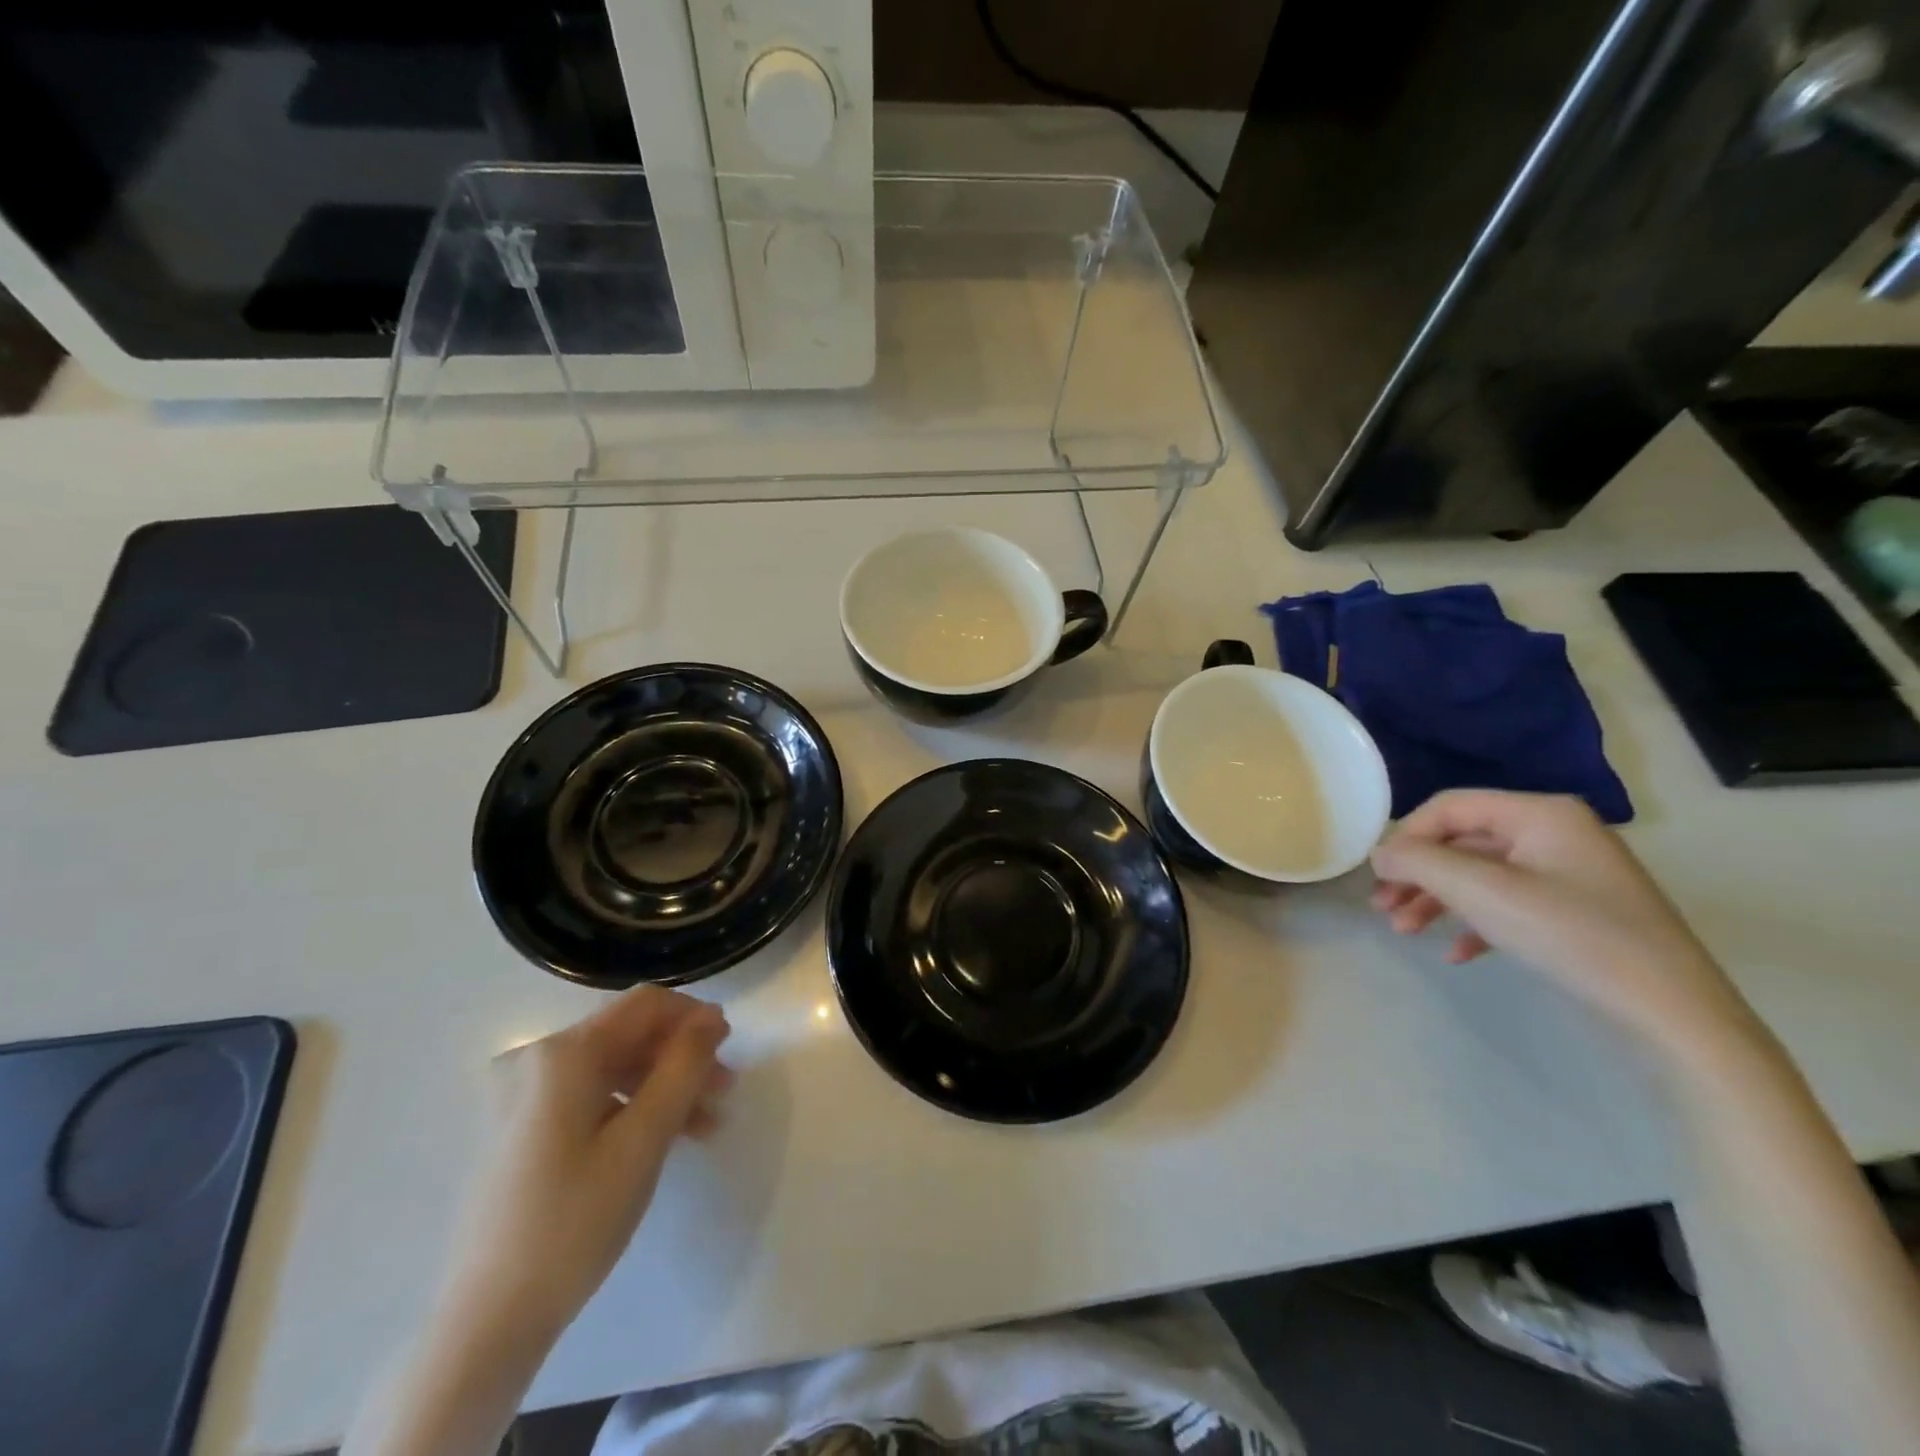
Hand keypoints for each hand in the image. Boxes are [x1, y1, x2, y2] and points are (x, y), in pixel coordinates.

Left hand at [446, 986, 732, 1340]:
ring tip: (703, 1124)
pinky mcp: (517, 1126)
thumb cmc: (573, 1222)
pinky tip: (661, 1138)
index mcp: (561, 1054)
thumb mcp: (643, 1140)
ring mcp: (520, 1094)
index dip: (694, 1017)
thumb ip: (684, 1068)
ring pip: (612, 1067)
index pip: (646, 1005)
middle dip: (681, 1058)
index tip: (730, 1049)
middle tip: (725, 1091)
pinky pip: (588, 1095)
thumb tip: (711, 1018)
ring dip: (662, 1086)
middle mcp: (534, 1058)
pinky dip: (629, 1107)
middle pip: (628, 1035)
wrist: (485, 1324)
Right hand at [1370, 790, 1755, 1059]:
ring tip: (1404, 931)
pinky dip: (1475, 924)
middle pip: (1462, 842)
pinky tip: (1456, 953)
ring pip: (1481, 876)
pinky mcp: (1577, 914)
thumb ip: (1420, 862)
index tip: (1378, 875)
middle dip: (1418, 875)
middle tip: (1382, 907)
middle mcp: (1555, 834)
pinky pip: (1509, 906)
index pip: (1449, 806)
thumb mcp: (1483, 892)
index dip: (1407, 836)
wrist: (1675, 1016)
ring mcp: (1569, 875)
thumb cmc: (1572, 936)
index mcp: (1540, 814)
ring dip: (1437, 901)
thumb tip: (1380, 854)